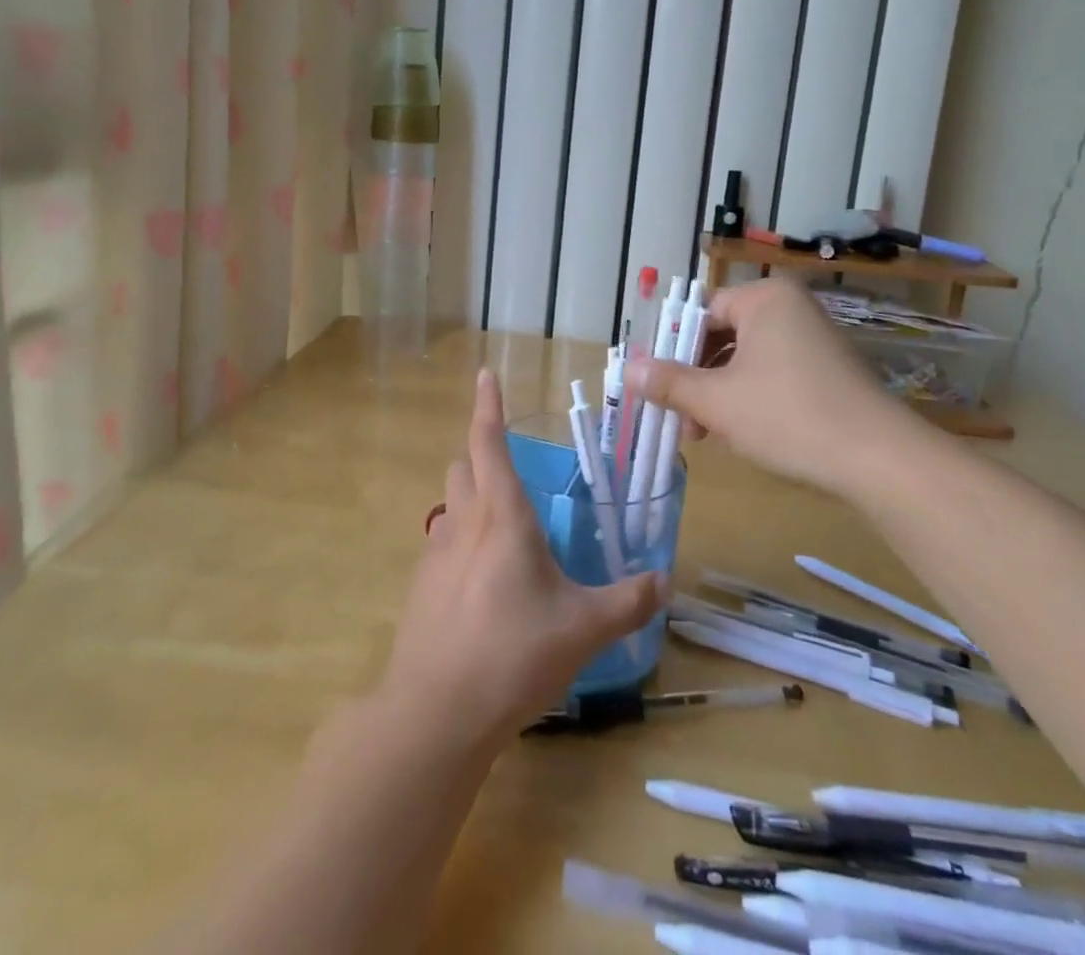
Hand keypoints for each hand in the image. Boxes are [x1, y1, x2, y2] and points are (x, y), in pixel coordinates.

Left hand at [379, 369, 668, 748]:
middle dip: (481, 455)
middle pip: (462, 466)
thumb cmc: (515, 654)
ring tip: (501, 529)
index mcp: (503, 516)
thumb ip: (628, 601)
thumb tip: (664, 581)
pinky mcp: (420, 585)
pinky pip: (441, 543)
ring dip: (470, 499)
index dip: (487, 405)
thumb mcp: (584, 628)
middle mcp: (464, 522)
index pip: (488, 442)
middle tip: (510, 469)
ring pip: (450, 504)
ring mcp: (435, 553)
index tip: (483, 375)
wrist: (437, 711)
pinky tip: (481, 583)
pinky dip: (460, 542)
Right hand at [624, 276, 922, 495]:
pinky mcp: (828, 371)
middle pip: (723, 336)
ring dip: (719, 393)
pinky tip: (740, 432)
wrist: (880, 461)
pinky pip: (773, 373)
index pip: (702, 313)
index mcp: (765, 299)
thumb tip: (627, 369)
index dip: (673, 349)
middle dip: (696, 378)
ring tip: (705, 434)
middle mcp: (791, 309)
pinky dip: (750, 397)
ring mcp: (814, 339)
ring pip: (746, 360)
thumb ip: (669, 383)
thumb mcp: (717, 402)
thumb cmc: (788, 416)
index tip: (657, 385)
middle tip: (678, 416)